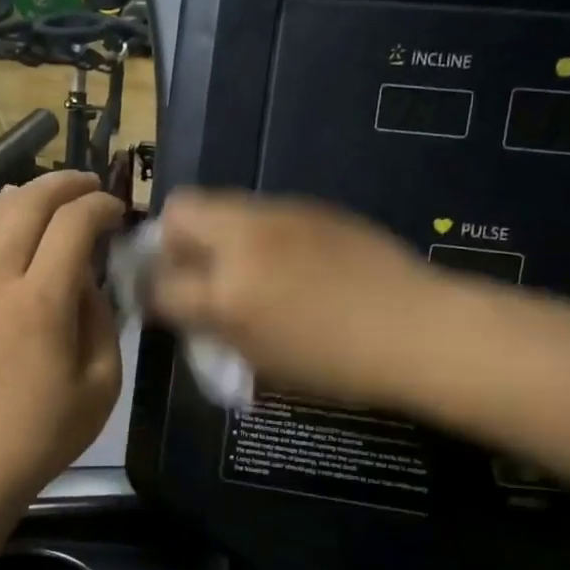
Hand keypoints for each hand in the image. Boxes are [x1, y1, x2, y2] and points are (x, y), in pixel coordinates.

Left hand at [0, 171, 124, 505]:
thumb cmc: (44, 433)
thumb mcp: (101, 384)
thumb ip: (101, 319)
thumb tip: (88, 281)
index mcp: (41, 303)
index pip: (71, 224)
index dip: (99, 207)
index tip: (118, 212)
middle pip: (27, 203)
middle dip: (64, 184)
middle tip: (91, 187)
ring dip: (27, 193)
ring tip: (53, 196)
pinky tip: (11, 219)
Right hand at [148, 190, 440, 409]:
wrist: (417, 330)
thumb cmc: (339, 365)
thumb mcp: (262, 360)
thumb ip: (214, 328)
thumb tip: (188, 308)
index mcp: (229, 293)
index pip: (160, 283)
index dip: (152, 293)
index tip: (161, 302)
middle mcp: (245, 240)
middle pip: (180, 210)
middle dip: (173, 238)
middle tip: (193, 269)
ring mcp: (281, 215)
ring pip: (223, 204)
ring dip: (215, 231)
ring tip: (241, 265)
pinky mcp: (312, 206)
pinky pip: (263, 212)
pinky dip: (255, 232)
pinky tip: (286, 261)